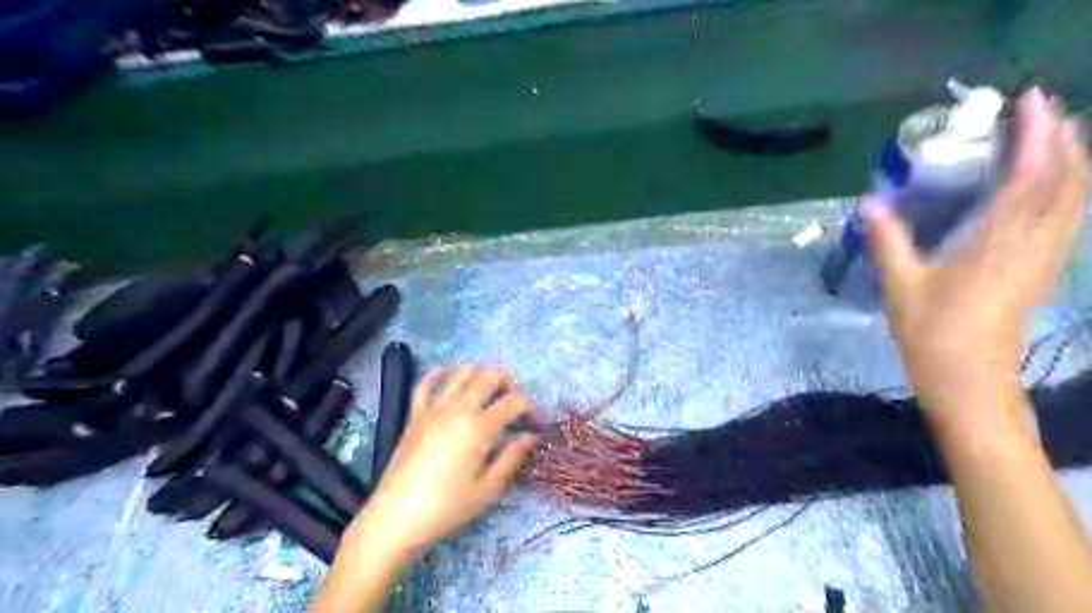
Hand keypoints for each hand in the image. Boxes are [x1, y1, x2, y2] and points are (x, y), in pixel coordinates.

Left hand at [343, 365, 536, 560]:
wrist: (395, 517)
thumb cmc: (447, 507)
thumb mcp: (488, 489)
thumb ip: (511, 458)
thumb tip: (530, 437)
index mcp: (480, 428)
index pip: (513, 402)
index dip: (529, 406)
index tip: (535, 420)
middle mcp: (459, 409)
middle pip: (489, 377)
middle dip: (508, 382)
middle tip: (515, 399)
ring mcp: (434, 409)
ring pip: (461, 374)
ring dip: (480, 372)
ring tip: (489, 385)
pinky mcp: (415, 416)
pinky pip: (425, 385)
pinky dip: (437, 374)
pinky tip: (444, 372)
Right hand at [867, 88, 1085, 427]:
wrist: (971, 384)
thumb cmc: (933, 337)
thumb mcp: (901, 290)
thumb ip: (888, 243)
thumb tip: (870, 203)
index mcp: (998, 245)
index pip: (1032, 178)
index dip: (1037, 136)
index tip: (1029, 101)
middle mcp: (1034, 245)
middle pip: (1069, 182)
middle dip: (1063, 140)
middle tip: (1040, 111)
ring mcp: (1045, 260)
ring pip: (1076, 199)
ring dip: (1071, 162)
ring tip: (1050, 137)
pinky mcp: (1043, 273)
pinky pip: (1067, 219)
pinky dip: (1066, 190)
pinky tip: (1049, 187)